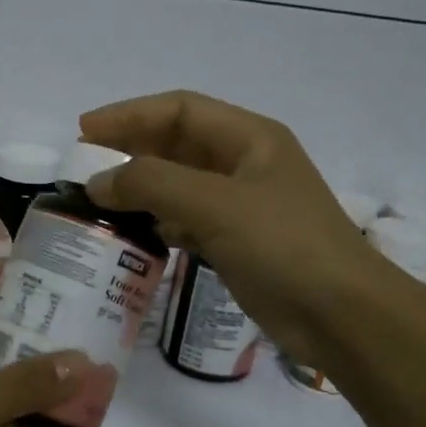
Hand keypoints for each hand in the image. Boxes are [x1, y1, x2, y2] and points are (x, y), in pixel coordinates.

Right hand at [79, 90, 381, 366]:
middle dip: (131, 151)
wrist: (342, 316)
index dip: (129, 115)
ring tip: (100, 202)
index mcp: (250, 138)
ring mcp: (243, 206)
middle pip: (177, 144)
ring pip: (180, 185)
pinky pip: (188, 221)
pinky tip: (136, 235)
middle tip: (84, 167)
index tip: (83, 131)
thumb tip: (97, 182)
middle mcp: (245, 164)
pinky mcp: (238, 243)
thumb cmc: (283, 246)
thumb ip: (151, 184)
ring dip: (141, 189)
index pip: (179, 110)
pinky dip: (159, 223)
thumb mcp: (215, 205)